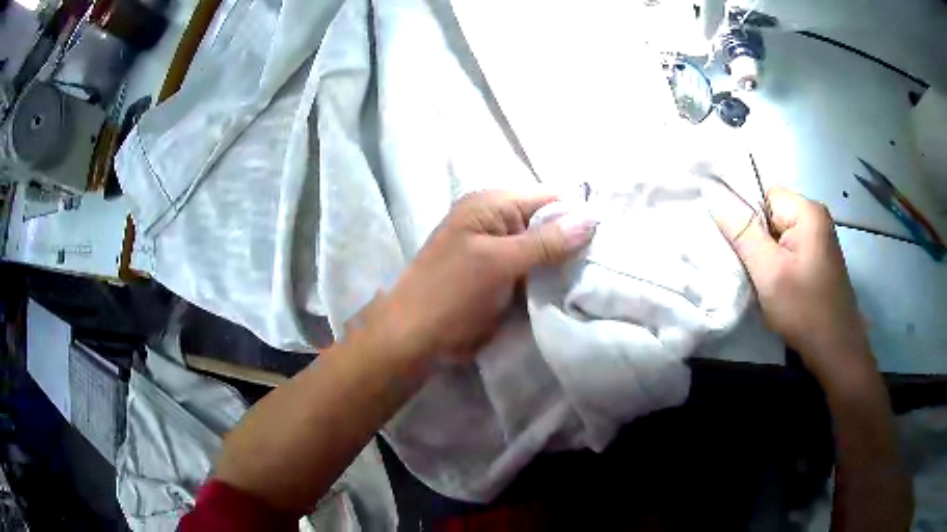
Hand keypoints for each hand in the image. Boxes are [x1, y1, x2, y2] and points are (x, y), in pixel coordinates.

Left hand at [368, 190, 595, 365]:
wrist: (415, 337)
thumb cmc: (451, 293)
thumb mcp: (498, 263)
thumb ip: (545, 242)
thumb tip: (591, 218)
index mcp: (491, 205)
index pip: (547, 199)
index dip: (578, 214)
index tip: (610, 237)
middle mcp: (497, 222)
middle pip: (548, 224)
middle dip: (575, 242)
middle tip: (608, 263)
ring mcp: (500, 252)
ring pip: (545, 251)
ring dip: (565, 265)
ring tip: (599, 278)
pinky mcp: (502, 278)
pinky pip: (535, 273)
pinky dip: (552, 280)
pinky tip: (575, 290)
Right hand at [710, 186, 872, 378]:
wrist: (835, 351)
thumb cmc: (804, 310)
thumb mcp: (769, 272)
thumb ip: (742, 233)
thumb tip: (714, 196)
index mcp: (807, 211)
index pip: (764, 196)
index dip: (749, 221)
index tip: (745, 253)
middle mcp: (816, 217)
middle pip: (772, 215)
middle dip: (758, 241)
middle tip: (756, 272)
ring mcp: (820, 238)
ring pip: (779, 235)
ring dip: (768, 256)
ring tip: (767, 283)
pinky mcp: (819, 258)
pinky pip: (790, 250)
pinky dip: (779, 265)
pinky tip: (780, 287)